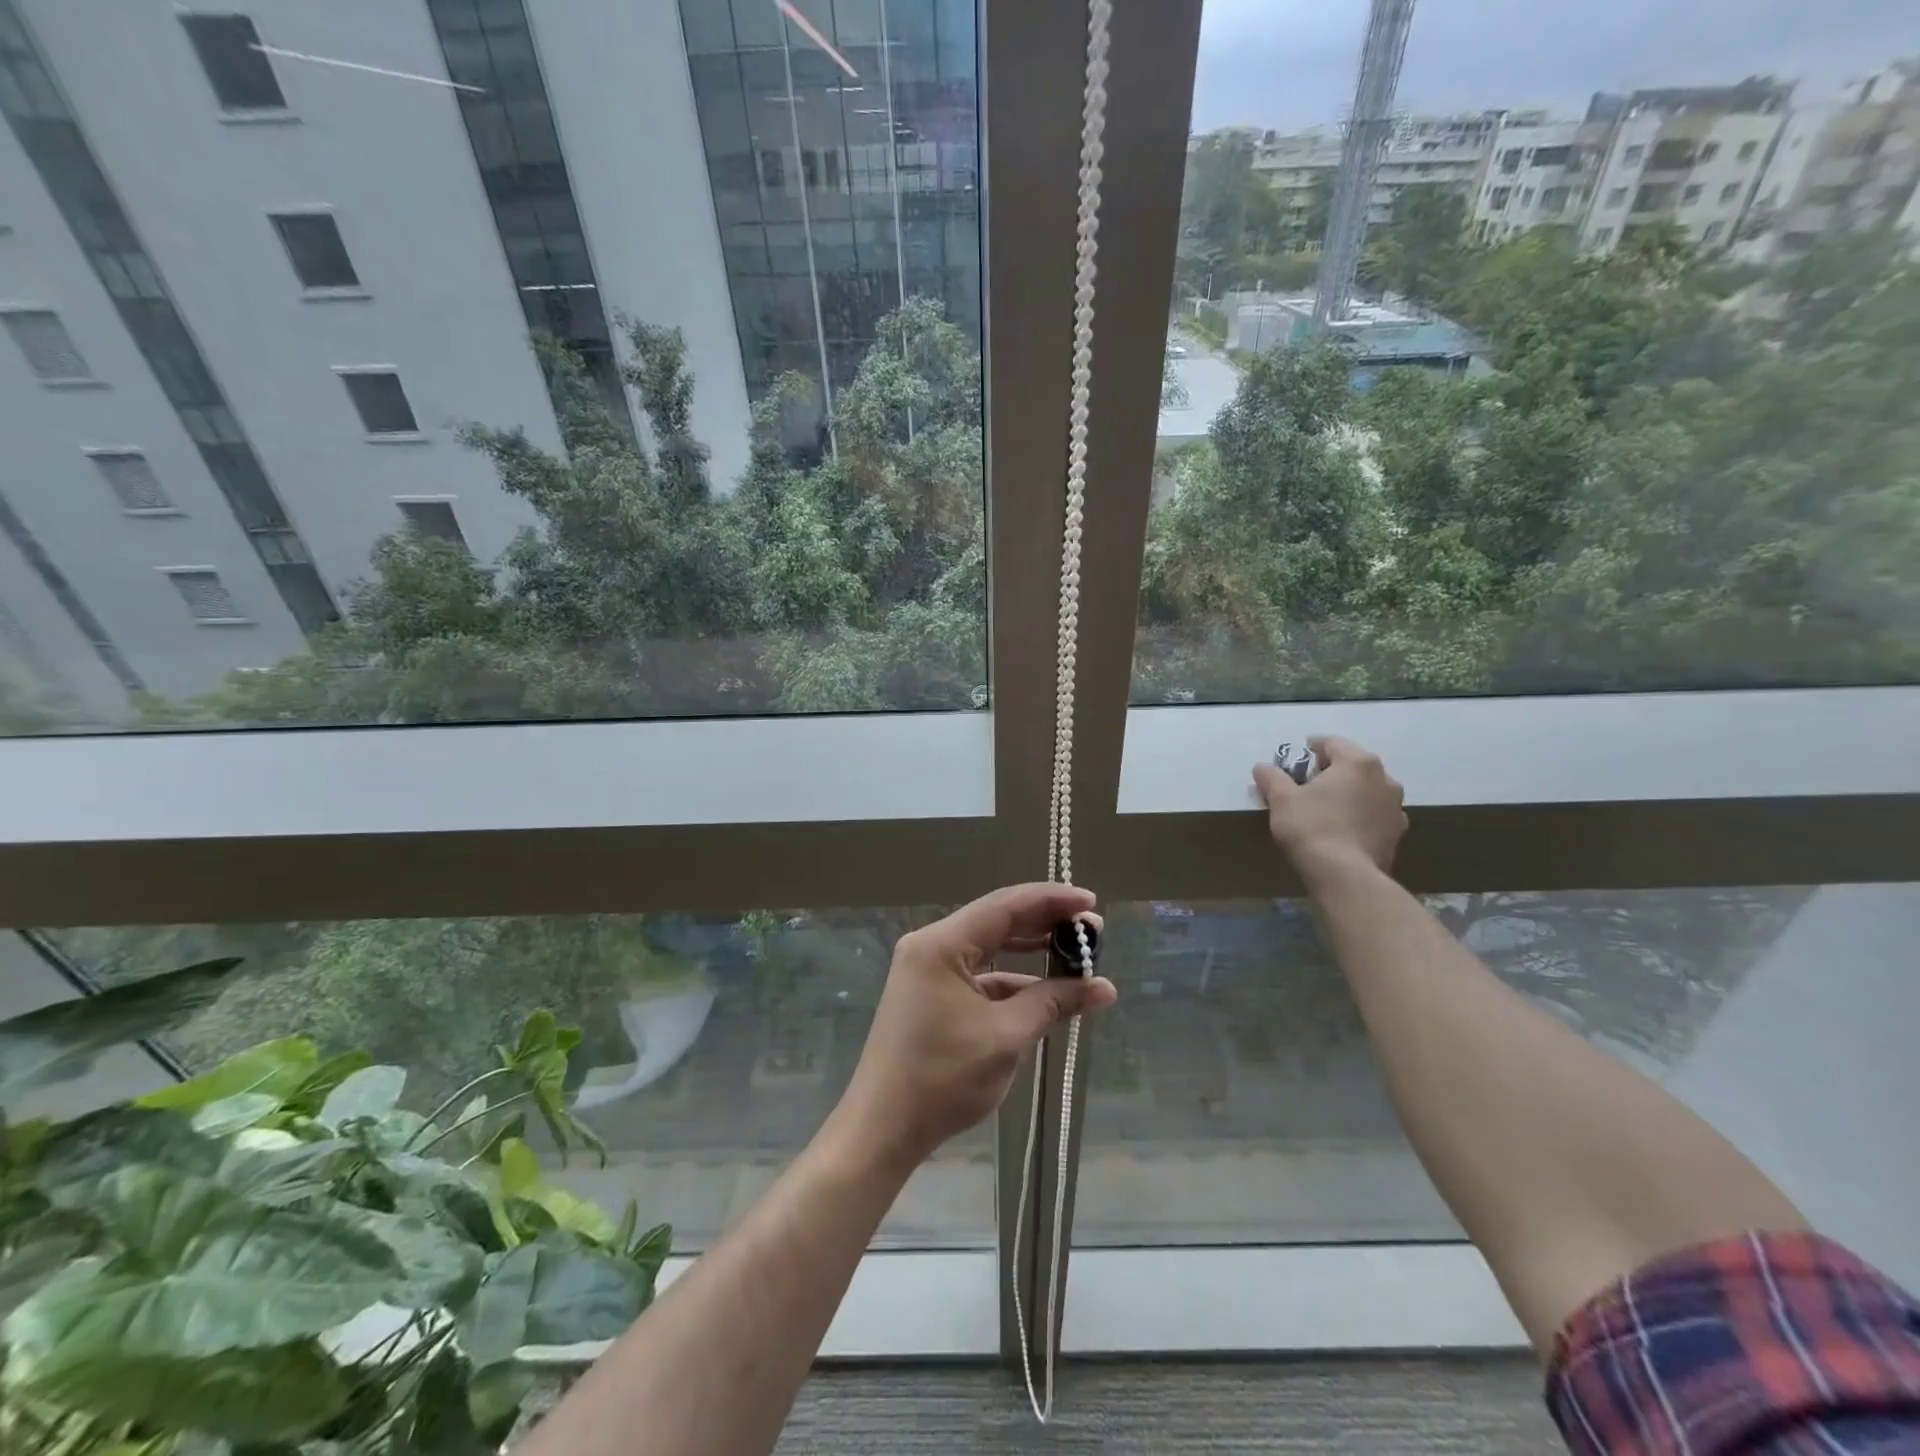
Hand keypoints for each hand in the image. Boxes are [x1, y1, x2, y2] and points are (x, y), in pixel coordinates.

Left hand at [833, 884, 1116, 1171]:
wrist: (883, 1128)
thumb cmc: (943, 1078)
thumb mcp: (1006, 1037)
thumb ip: (1054, 1002)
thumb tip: (1104, 987)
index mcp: (941, 944)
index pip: (1004, 906)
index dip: (1051, 899)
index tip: (1091, 902)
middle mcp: (932, 946)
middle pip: (996, 921)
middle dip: (1045, 924)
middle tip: (1092, 930)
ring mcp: (928, 971)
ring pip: (989, 949)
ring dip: (1031, 953)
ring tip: (1076, 955)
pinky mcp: (931, 995)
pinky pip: (979, 975)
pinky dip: (1012, 980)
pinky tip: (1045, 991)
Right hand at [1252, 735, 1407, 879]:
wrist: (1345, 875)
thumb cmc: (1312, 827)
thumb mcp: (1281, 799)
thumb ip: (1272, 777)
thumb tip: (1262, 767)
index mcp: (1357, 763)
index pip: (1332, 743)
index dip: (1311, 747)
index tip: (1296, 758)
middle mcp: (1384, 779)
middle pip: (1352, 765)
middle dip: (1331, 771)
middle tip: (1307, 784)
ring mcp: (1395, 807)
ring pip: (1367, 790)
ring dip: (1348, 793)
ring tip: (1326, 808)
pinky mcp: (1396, 834)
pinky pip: (1373, 815)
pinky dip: (1359, 815)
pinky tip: (1342, 829)